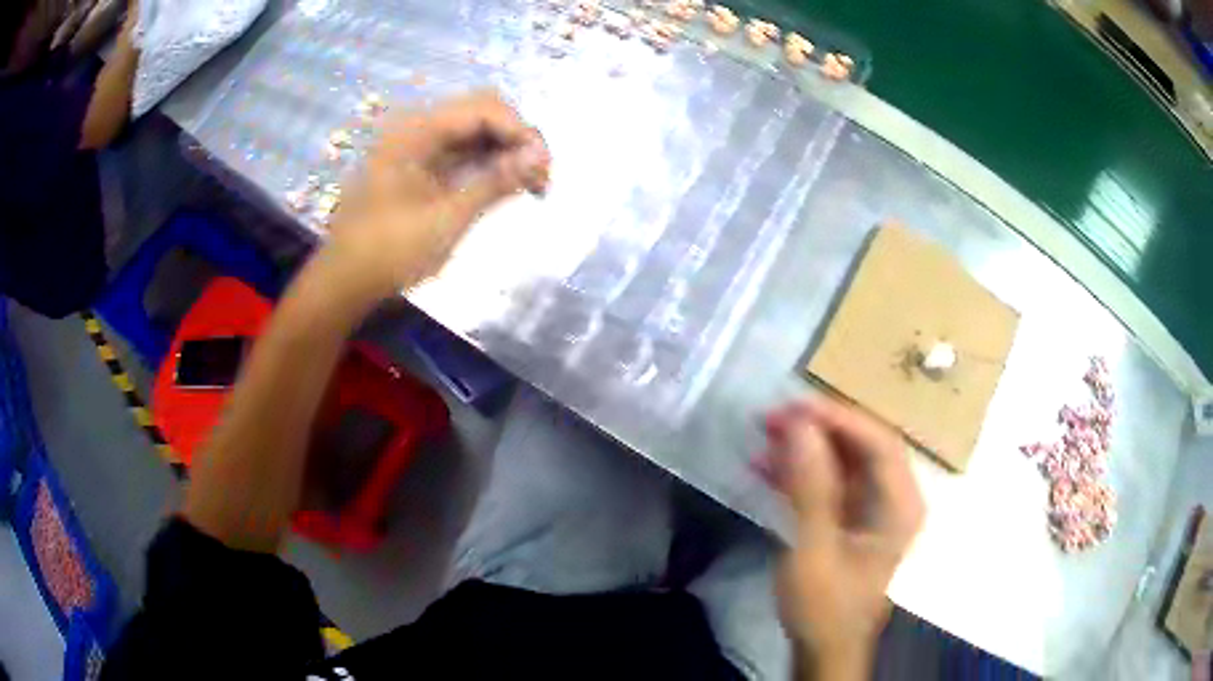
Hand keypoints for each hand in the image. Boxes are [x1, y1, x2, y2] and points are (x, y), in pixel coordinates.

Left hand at [321, 90, 549, 305]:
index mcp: (417, 131)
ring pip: (478, 130)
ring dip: (508, 150)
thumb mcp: (446, 220)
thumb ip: (494, 183)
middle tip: (541, 176)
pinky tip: (509, 185)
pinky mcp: (423, 164)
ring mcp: (420, 145)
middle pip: (484, 112)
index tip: (545, 167)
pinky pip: (465, 150)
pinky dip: (490, 164)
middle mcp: (419, 127)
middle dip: (518, 138)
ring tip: (533, 185)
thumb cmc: (389, 252)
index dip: (521, 131)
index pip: (484, 109)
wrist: (346, 280)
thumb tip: (540, 157)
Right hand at [759, 398, 923, 678]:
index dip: (839, 418)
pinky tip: (766, 468)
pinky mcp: (849, 519)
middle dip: (818, 429)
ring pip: (843, 461)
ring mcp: (871, 508)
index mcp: (900, 504)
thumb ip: (811, 488)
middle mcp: (893, 498)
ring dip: (806, 447)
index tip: (795, 407)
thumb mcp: (815, 549)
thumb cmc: (825, 605)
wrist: (823, 647)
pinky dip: (800, 473)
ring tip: (765, 436)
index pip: (879, 441)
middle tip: (773, 418)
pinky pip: (828, 483)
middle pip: (862, 446)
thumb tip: (800, 426)